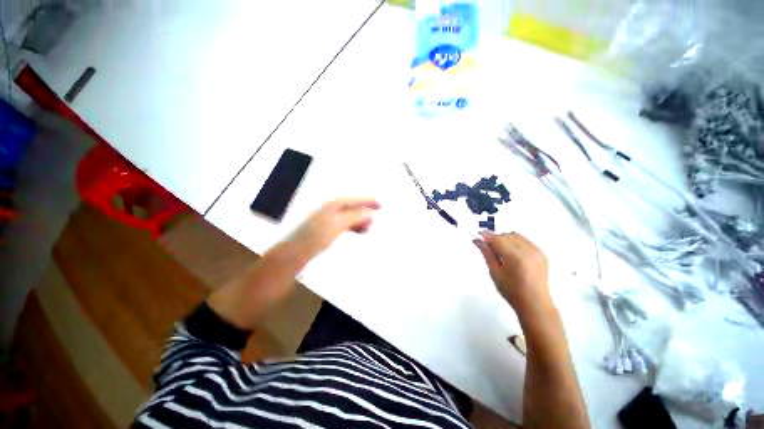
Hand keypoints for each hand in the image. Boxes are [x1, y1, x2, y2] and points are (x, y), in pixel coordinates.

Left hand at [289, 198, 380, 255]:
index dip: (368, 201)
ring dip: (359, 221)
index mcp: (332, 203)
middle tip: (376, 219)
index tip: (381, 205)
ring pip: (348, 216)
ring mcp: (327, 217)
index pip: (354, 199)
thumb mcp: (339, 224)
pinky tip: (358, 231)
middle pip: (352, 207)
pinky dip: (352, 227)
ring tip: (369, 228)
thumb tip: (370, 212)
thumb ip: (356, 216)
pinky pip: (344, 223)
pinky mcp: (325, 227)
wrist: (294, 253)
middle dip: (364, 212)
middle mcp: (330, 207)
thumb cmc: (317, 236)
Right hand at [474, 232, 551, 316]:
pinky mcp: (541, 253)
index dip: (486, 236)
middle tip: (487, 246)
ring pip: (515, 236)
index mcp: (515, 257)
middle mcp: (528, 251)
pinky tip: (511, 253)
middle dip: (495, 238)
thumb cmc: (511, 291)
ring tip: (500, 251)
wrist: (535, 303)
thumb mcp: (495, 272)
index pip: (498, 239)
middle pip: (506, 236)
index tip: (477, 235)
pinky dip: (515, 242)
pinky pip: (524, 240)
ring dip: (505, 239)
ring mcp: (536, 251)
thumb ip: (487, 253)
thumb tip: (477, 240)